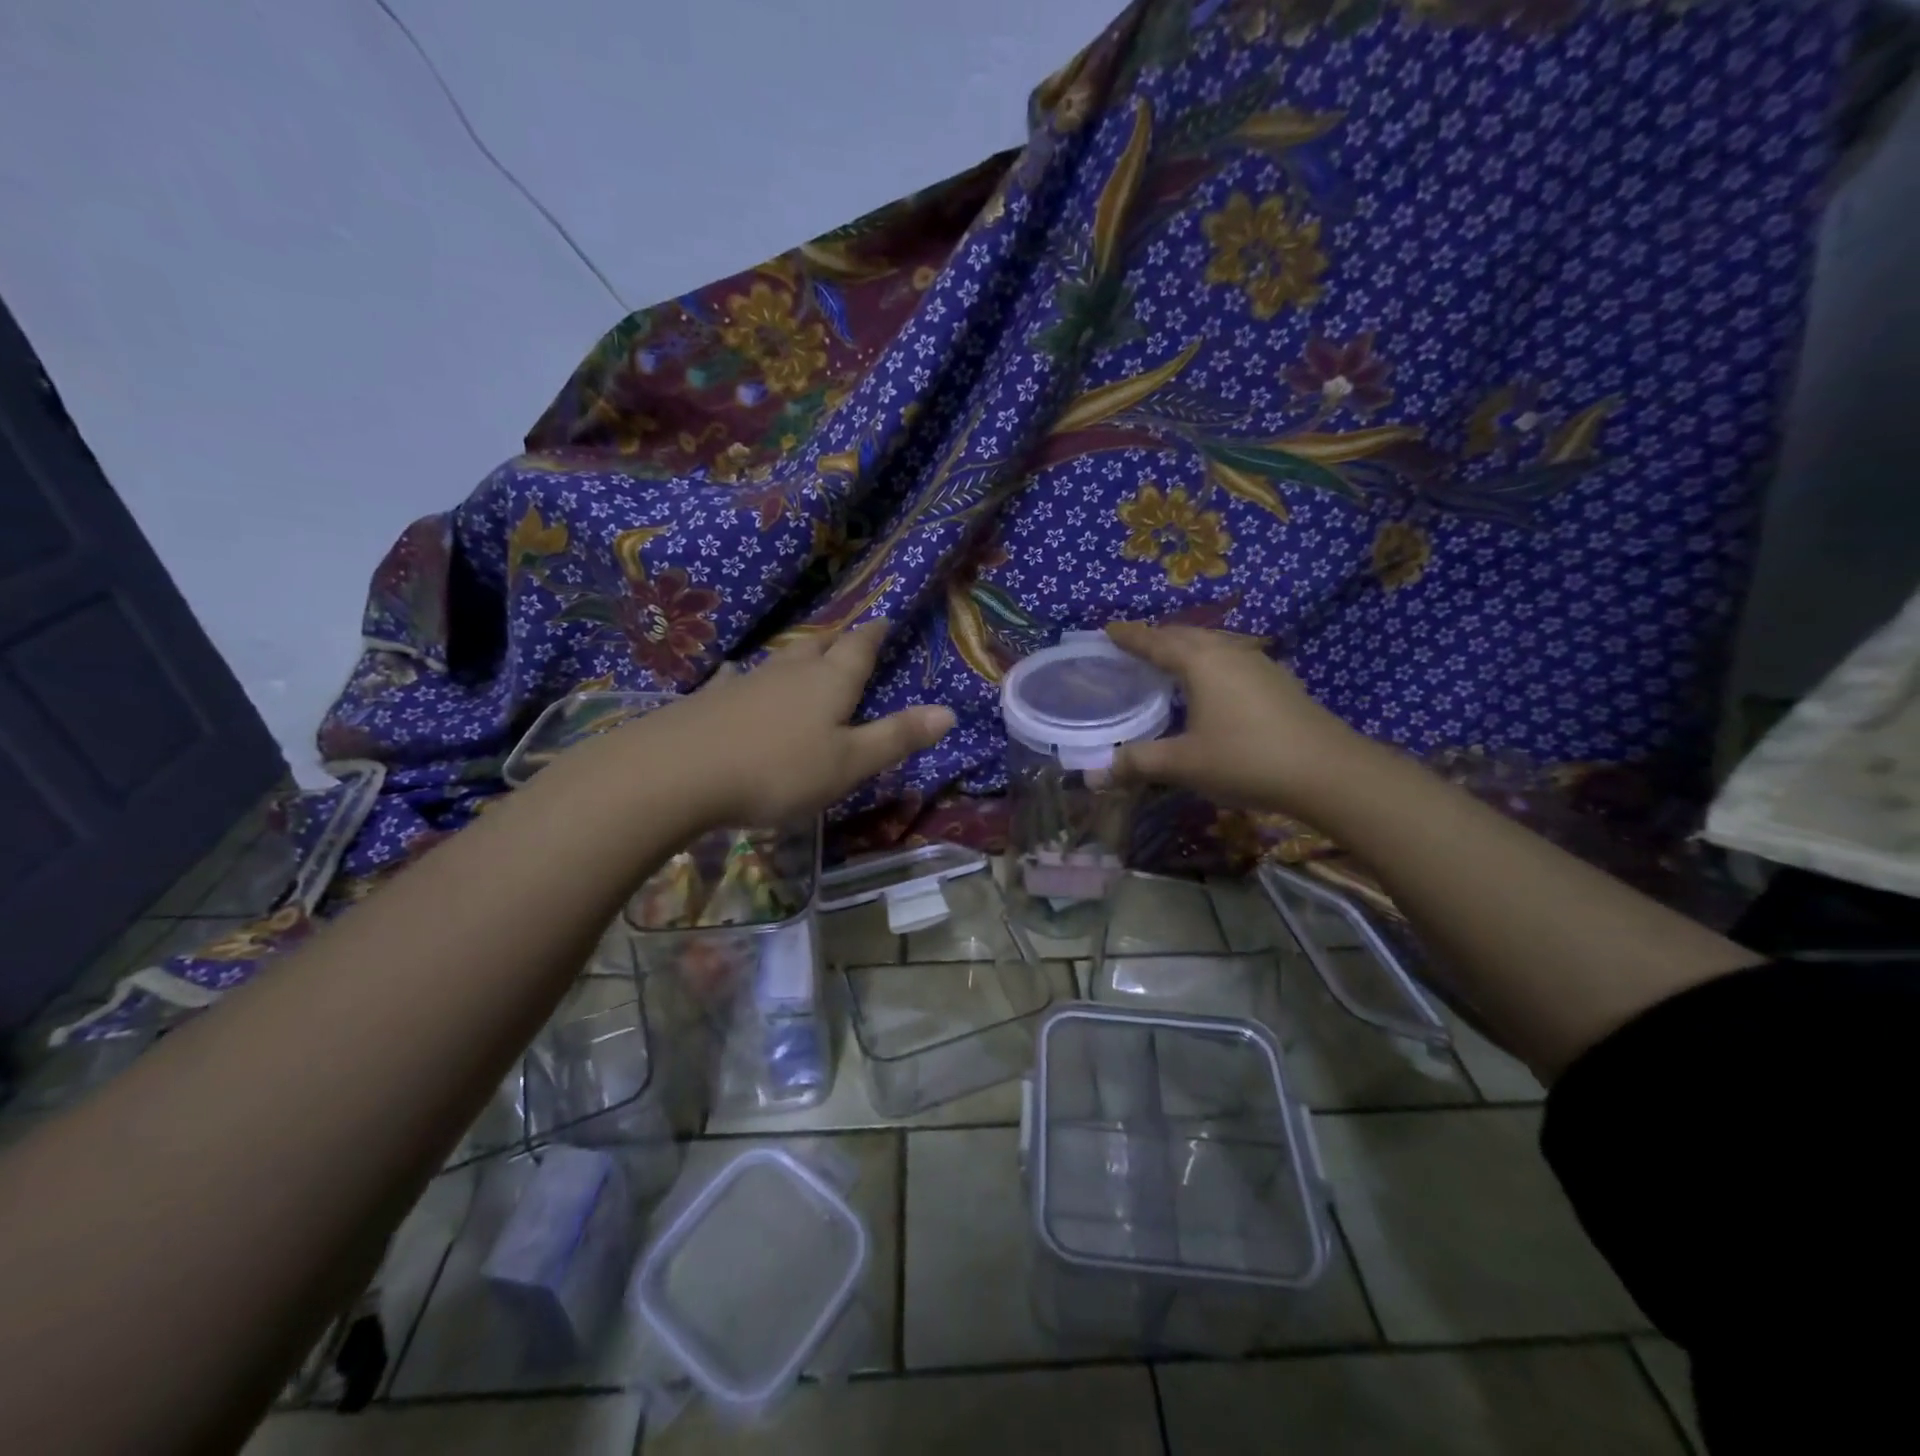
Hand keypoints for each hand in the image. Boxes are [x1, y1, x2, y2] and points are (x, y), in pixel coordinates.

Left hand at [637, 622, 953, 826]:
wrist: (676, 773)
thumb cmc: (777, 770)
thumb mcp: (849, 763)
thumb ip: (897, 737)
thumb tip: (949, 711)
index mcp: (829, 682)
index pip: (859, 647)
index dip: (875, 633)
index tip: (885, 617)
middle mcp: (790, 672)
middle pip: (820, 645)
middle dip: (839, 639)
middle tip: (851, 635)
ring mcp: (746, 682)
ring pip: (780, 658)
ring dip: (798, 654)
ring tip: (807, 652)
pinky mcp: (710, 699)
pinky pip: (737, 678)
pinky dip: (747, 676)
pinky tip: (736, 675)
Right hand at [1103, 621, 1368, 819]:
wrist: (1328, 772)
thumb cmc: (1246, 759)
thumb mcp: (1183, 764)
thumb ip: (1138, 763)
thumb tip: (1097, 773)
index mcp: (1201, 662)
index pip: (1156, 641)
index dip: (1130, 636)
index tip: (1108, 629)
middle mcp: (1230, 653)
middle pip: (1187, 635)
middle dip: (1159, 637)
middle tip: (1136, 645)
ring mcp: (1261, 665)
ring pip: (1215, 644)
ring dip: (1189, 647)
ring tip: (1172, 661)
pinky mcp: (1280, 683)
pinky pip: (1235, 659)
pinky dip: (1213, 663)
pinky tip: (1215, 684)